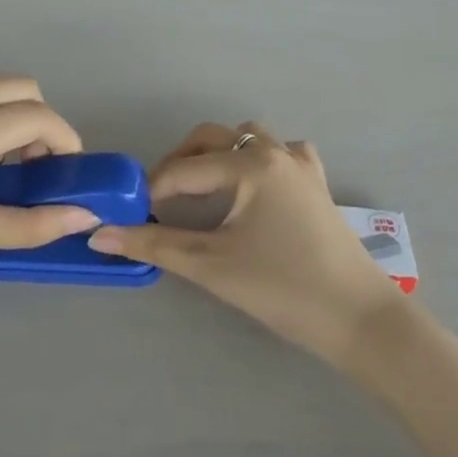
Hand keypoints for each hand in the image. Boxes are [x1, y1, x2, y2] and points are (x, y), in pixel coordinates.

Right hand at [90, 123, 394, 363]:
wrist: (358, 318)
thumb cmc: (281, 288)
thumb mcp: (210, 265)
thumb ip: (153, 244)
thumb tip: (99, 235)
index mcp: (248, 164)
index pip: (183, 169)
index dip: (151, 190)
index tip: (129, 214)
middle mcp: (274, 152)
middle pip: (212, 138)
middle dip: (180, 163)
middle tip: (159, 200)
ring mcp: (301, 165)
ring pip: (248, 138)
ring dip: (218, 155)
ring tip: (200, 191)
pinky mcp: (317, 184)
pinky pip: (282, 154)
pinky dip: (259, 160)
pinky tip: (253, 188)